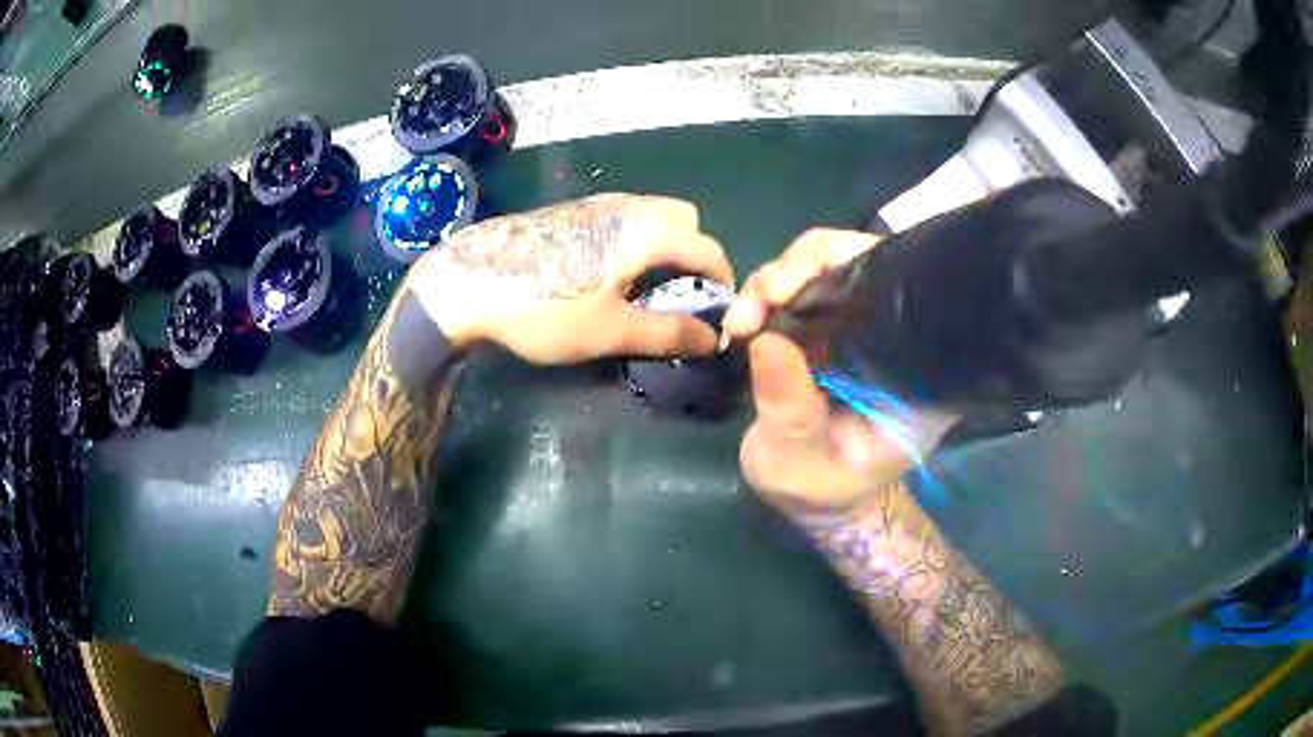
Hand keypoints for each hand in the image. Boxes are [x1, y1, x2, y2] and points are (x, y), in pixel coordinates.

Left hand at [405, 194, 733, 363]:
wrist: (469, 280)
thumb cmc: (545, 307)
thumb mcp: (611, 330)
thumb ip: (668, 333)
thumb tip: (712, 338)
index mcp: (649, 230)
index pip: (709, 249)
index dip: (722, 284)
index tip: (716, 318)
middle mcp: (630, 206)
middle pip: (685, 222)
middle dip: (693, 257)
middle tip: (678, 298)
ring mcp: (598, 203)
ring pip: (653, 217)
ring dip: (664, 249)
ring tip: (643, 290)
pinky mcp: (573, 210)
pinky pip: (624, 219)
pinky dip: (636, 242)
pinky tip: (607, 276)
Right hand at [723, 229, 956, 515]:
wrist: (821, 497)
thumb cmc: (823, 489)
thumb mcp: (800, 466)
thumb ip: (790, 413)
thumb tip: (767, 340)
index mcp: (916, 366)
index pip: (899, 287)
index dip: (848, 267)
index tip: (788, 294)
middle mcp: (894, 331)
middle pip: (858, 261)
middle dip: (797, 270)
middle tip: (750, 311)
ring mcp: (861, 323)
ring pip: (822, 267)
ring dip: (771, 283)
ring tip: (738, 325)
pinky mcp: (830, 324)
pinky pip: (799, 288)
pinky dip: (765, 297)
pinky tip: (743, 324)